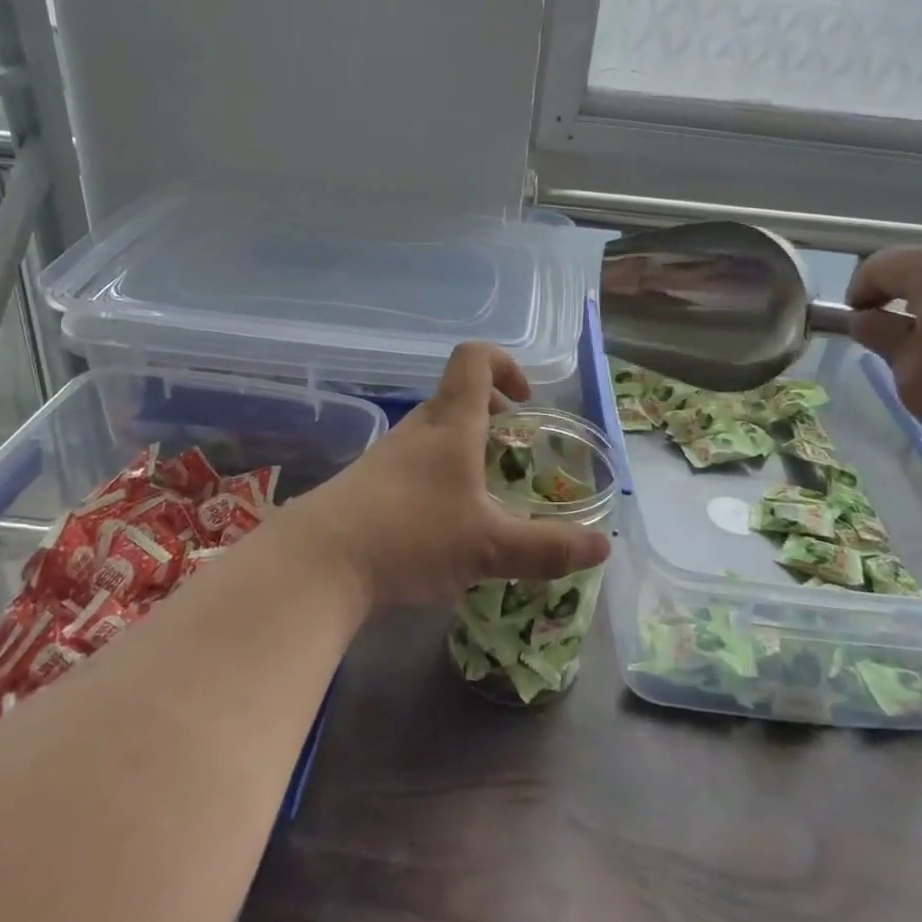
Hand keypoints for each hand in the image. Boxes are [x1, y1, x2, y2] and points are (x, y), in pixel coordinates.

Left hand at [272, 343, 612, 606]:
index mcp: (451, 423)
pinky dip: (441, 475)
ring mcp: (388, 456)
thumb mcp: (490, 546)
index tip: (526, 401)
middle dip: (493, 415)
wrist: (318, 562)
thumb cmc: (411, 535)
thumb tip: (603, 548)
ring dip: (467, 448)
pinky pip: (415, 463)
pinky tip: (447, 524)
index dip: (505, 364)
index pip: (474, 358)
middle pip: (458, 396)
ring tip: (487, 494)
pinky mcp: (369, 484)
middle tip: (515, 452)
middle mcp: (418, 429)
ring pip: (436, 432)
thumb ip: (548, 548)